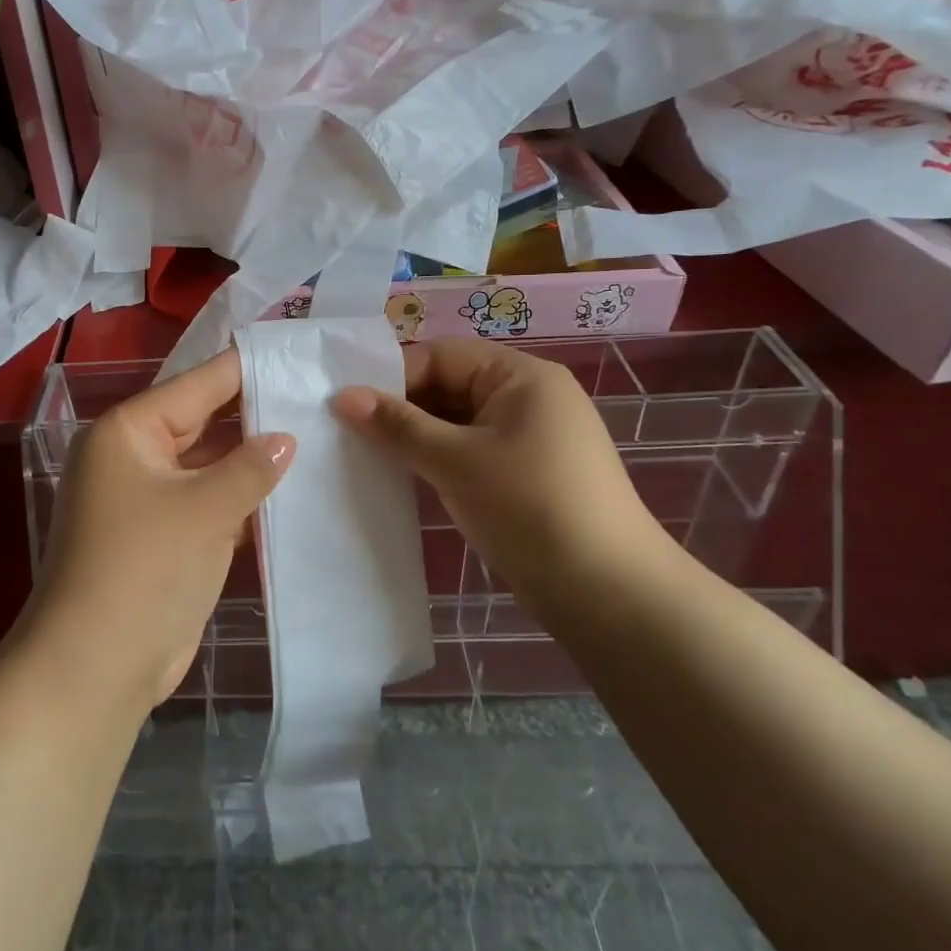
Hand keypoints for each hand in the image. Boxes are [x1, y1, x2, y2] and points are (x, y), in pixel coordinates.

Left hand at [24, 349, 294, 715]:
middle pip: (202, 423)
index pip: (196, 385)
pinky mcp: (161, 538)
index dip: (245, 370)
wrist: (96, 667)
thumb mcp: (205, 509)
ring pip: (207, 466)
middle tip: (315, 399)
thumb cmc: (146, 568)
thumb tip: (285, 438)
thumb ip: (250, 467)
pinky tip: (288, 493)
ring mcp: (145, 499)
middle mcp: (132, 457)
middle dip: (254, 416)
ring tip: (315, 438)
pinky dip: (240, 500)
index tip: (294, 353)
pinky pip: (206, 503)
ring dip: (250, 462)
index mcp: (128, 432)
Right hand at [332, 340, 665, 602]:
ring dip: (417, 436)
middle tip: (349, 432)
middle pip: (449, 385)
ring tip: (369, 454)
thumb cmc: (529, 507)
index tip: (347, 407)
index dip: (392, 377)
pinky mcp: (528, 473)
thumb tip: (342, 396)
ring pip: (457, 421)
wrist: (608, 592)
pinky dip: (439, 458)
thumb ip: (397, 425)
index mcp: (521, 376)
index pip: (441, 357)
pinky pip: (472, 450)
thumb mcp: (454, 461)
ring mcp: (531, 437)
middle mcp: (529, 397)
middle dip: (402, 408)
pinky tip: (406, 475)